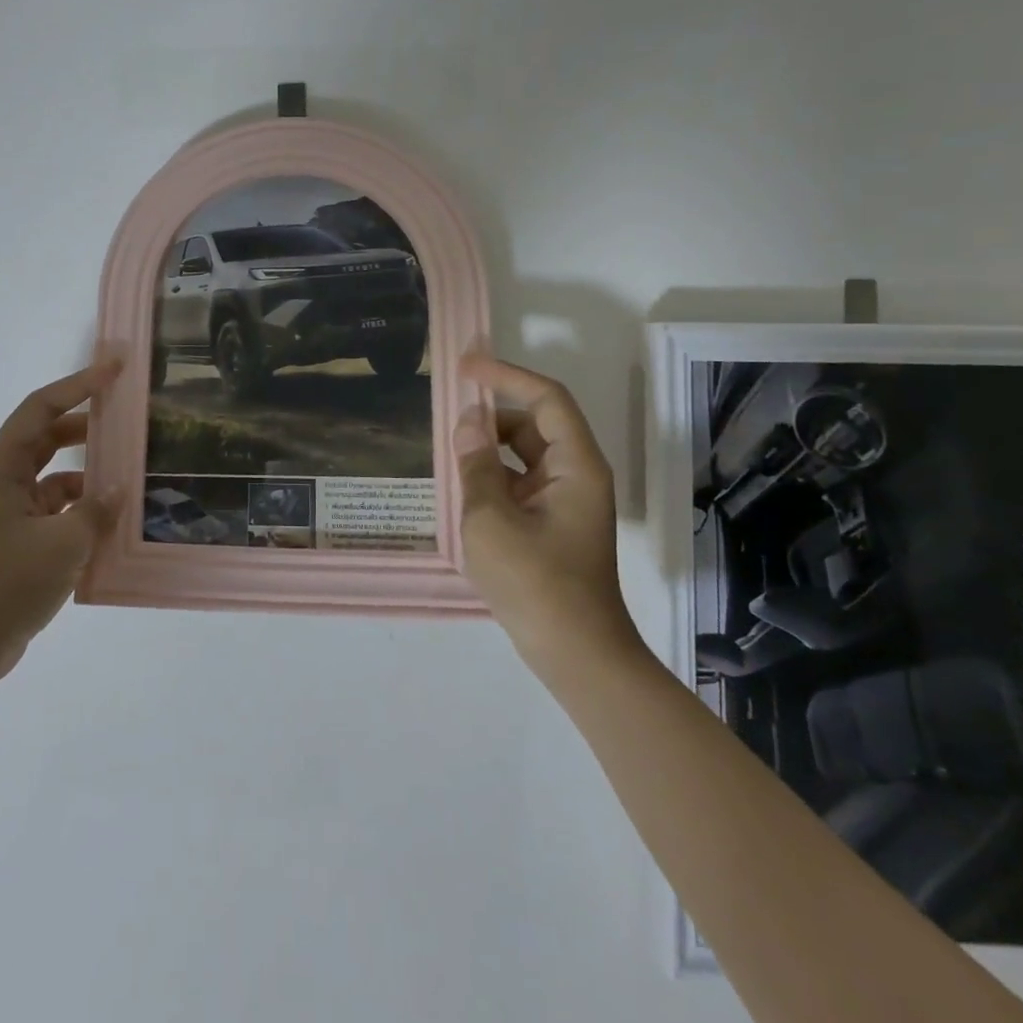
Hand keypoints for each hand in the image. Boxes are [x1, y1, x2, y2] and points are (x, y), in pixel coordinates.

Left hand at [0, 359, 123, 685]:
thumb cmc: (5, 583)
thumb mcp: (63, 542)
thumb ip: (97, 509)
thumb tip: (116, 490)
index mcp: (2, 467)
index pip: (43, 407)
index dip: (80, 383)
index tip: (116, 369)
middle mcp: (1, 481)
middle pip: (48, 436)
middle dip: (87, 425)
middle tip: (128, 418)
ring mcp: (7, 513)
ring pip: (54, 477)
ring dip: (88, 474)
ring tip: (129, 475)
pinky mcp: (15, 542)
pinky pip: (54, 512)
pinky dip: (81, 511)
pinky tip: (110, 524)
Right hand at [455, 354, 639, 678]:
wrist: (574, 653)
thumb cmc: (535, 582)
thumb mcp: (491, 519)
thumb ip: (477, 464)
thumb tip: (468, 420)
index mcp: (575, 465)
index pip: (545, 399)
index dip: (506, 376)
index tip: (465, 368)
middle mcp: (576, 474)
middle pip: (535, 424)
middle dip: (492, 415)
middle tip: (447, 417)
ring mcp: (566, 501)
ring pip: (525, 455)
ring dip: (489, 449)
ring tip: (448, 454)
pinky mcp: (552, 524)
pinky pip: (521, 483)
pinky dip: (493, 477)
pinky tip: (462, 489)